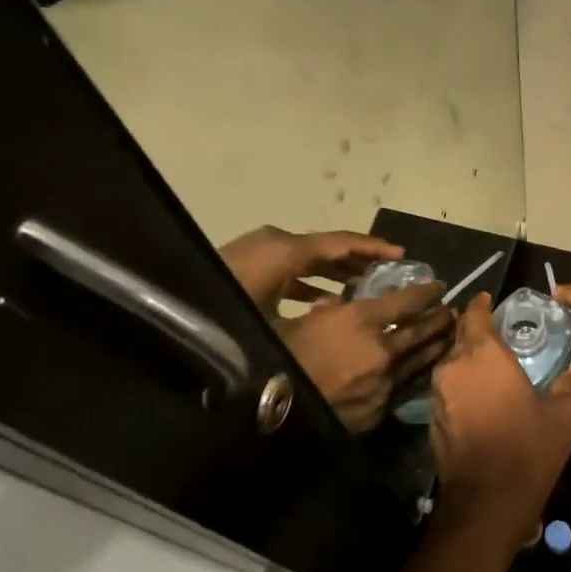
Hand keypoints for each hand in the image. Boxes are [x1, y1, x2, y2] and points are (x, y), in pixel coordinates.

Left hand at [217, 226, 402, 317]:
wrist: (169, 314)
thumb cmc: (226, 322)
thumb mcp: (277, 327)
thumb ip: (320, 317)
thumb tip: (354, 317)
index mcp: (284, 252)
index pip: (339, 244)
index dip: (373, 249)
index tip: (402, 257)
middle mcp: (274, 246)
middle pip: (326, 248)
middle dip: (358, 261)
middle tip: (388, 276)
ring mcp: (258, 255)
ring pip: (308, 259)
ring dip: (335, 272)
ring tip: (364, 289)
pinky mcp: (247, 269)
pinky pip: (291, 270)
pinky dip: (311, 281)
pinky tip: (324, 302)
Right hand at [280, 280, 452, 432]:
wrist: (274, 414)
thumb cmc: (280, 358)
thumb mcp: (300, 322)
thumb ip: (325, 312)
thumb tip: (336, 306)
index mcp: (361, 321)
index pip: (406, 301)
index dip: (426, 292)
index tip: (438, 286)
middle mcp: (383, 350)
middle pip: (422, 331)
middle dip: (439, 318)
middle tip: (450, 311)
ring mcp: (386, 382)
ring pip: (422, 360)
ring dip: (437, 345)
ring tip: (448, 337)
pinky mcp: (382, 409)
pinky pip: (408, 386)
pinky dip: (420, 374)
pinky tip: (426, 370)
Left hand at [429, 293, 570, 543]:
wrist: (486, 502)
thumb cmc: (528, 448)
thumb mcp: (563, 418)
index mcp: (483, 354)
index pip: (474, 314)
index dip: (482, 305)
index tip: (491, 300)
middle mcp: (453, 367)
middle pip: (460, 339)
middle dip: (475, 334)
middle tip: (498, 337)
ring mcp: (437, 395)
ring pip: (451, 366)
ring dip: (468, 364)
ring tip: (491, 369)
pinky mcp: (432, 421)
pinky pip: (448, 393)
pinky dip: (461, 390)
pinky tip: (480, 401)